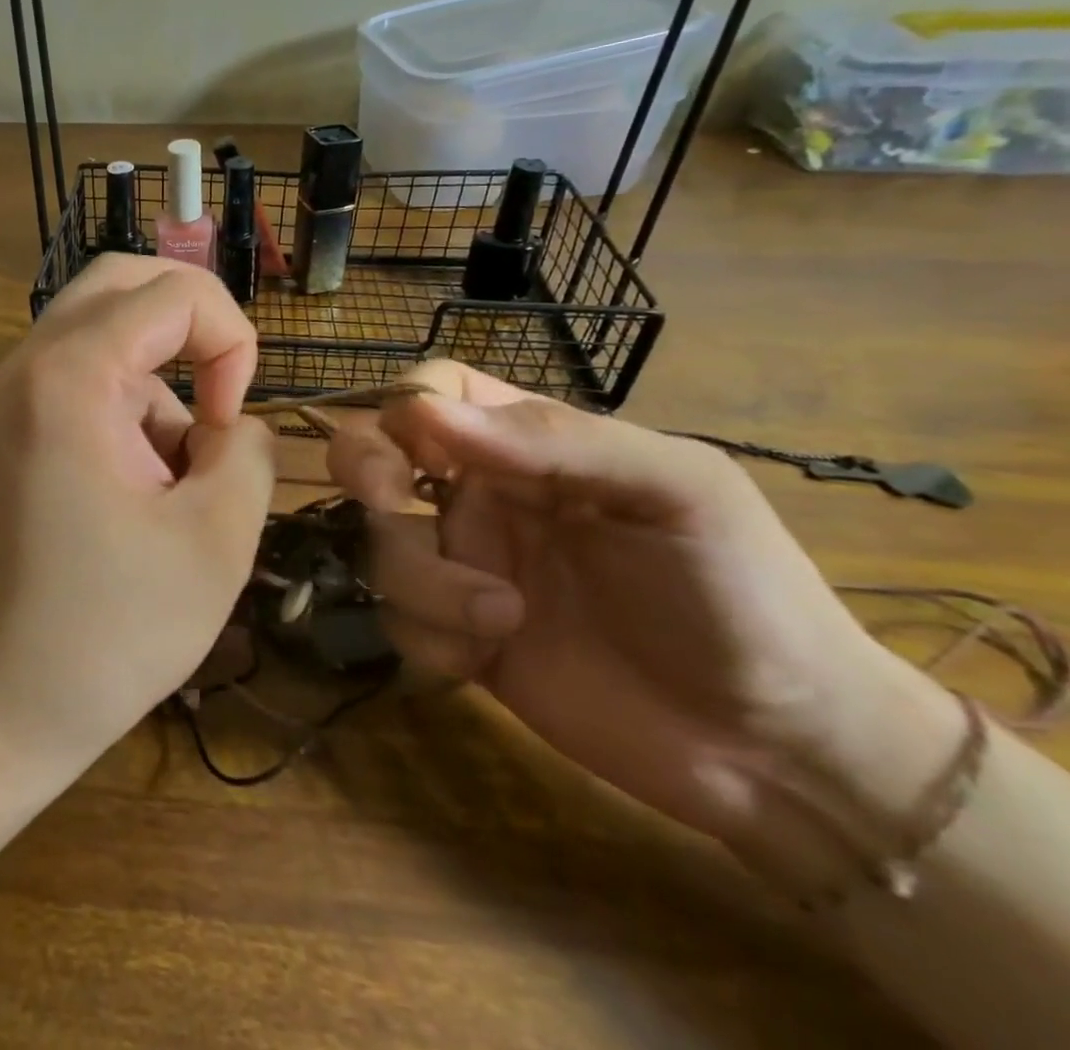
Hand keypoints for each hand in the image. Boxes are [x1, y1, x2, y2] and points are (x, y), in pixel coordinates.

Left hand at [0, 254, 275, 794]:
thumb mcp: (217, 540)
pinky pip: (85, 378)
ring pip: (109, 334)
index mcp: (71, 376)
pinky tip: (136, 494)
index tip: (229, 424)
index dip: (230, 342)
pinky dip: (129, 409)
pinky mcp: (11, 428)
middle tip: (221, 398)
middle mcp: (28, 364)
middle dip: (193, 326)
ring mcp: (11, 395)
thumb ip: (248, 450)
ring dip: (161, 384)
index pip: (173, 292)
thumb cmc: (108, 631)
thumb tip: (233, 421)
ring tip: (171, 487)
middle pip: (124, 283)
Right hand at [328, 361, 958, 885]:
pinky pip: (397, 619)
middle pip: (375, 452)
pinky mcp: (456, 637)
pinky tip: (486, 658)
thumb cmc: (741, 593)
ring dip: (421, 579)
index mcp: (529, 446)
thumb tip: (425, 413)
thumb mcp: (677, 490)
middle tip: (392, 507)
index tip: (423, 450)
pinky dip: (428, 636)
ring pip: (379, 542)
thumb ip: (557, 438)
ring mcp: (465, 567)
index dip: (407, 406)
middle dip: (365, 470)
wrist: (780, 752)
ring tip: (503, 618)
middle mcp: (481, 495)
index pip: (433, 392)